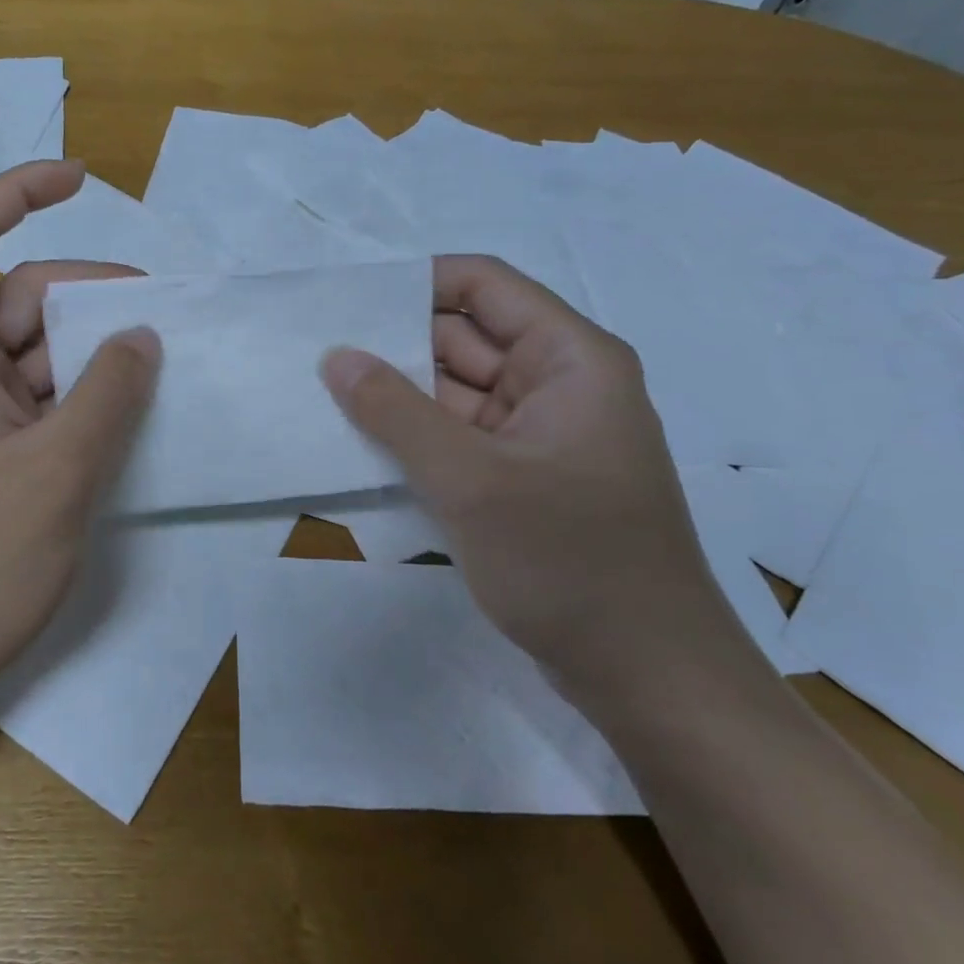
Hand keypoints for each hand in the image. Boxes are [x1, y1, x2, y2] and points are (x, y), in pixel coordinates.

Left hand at [0, 162, 160, 726]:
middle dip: (92, 296)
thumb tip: (141, 335)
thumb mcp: (61, 468)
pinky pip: (36, 396)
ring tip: (160, 375)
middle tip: (165, 325)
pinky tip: (126, 418)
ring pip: (36, 349)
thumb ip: (109, 390)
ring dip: (93, 353)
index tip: (82, 180)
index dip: (19, 191)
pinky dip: (80, 395)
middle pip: (23, 294)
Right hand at [320, 255, 760, 714]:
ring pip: (454, 391)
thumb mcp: (471, 481)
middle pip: (464, 338)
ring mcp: (537, 434)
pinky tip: (359, 440)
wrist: (648, 680)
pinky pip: (457, 437)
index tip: (346, 302)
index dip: (416, 283)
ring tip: (322, 390)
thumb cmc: (570, 562)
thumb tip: (335, 355)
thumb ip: (395, 412)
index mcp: (569, 359)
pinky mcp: (520, 478)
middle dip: (394, 343)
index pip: (484, 286)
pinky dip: (413, 437)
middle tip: (315, 349)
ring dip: (397, 395)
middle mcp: (556, 384)